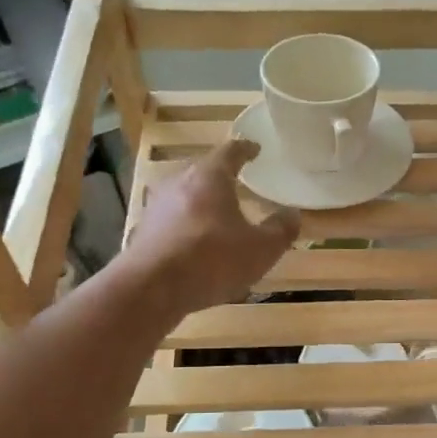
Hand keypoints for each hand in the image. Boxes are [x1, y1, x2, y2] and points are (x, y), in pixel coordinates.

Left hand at [120, 139, 298, 317]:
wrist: (152, 288)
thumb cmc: (212, 260)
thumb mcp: (260, 250)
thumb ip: (280, 231)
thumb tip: (293, 214)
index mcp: (210, 177)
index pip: (230, 152)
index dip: (245, 150)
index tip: (255, 149)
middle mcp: (179, 183)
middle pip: (203, 172)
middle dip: (220, 177)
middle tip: (237, 184)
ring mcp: (156, 207)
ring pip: (184, 197)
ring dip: (201, 204)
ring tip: (217, 217)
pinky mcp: (143, 232)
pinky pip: (172, 222)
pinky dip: (186, 227)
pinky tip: (195, 245)